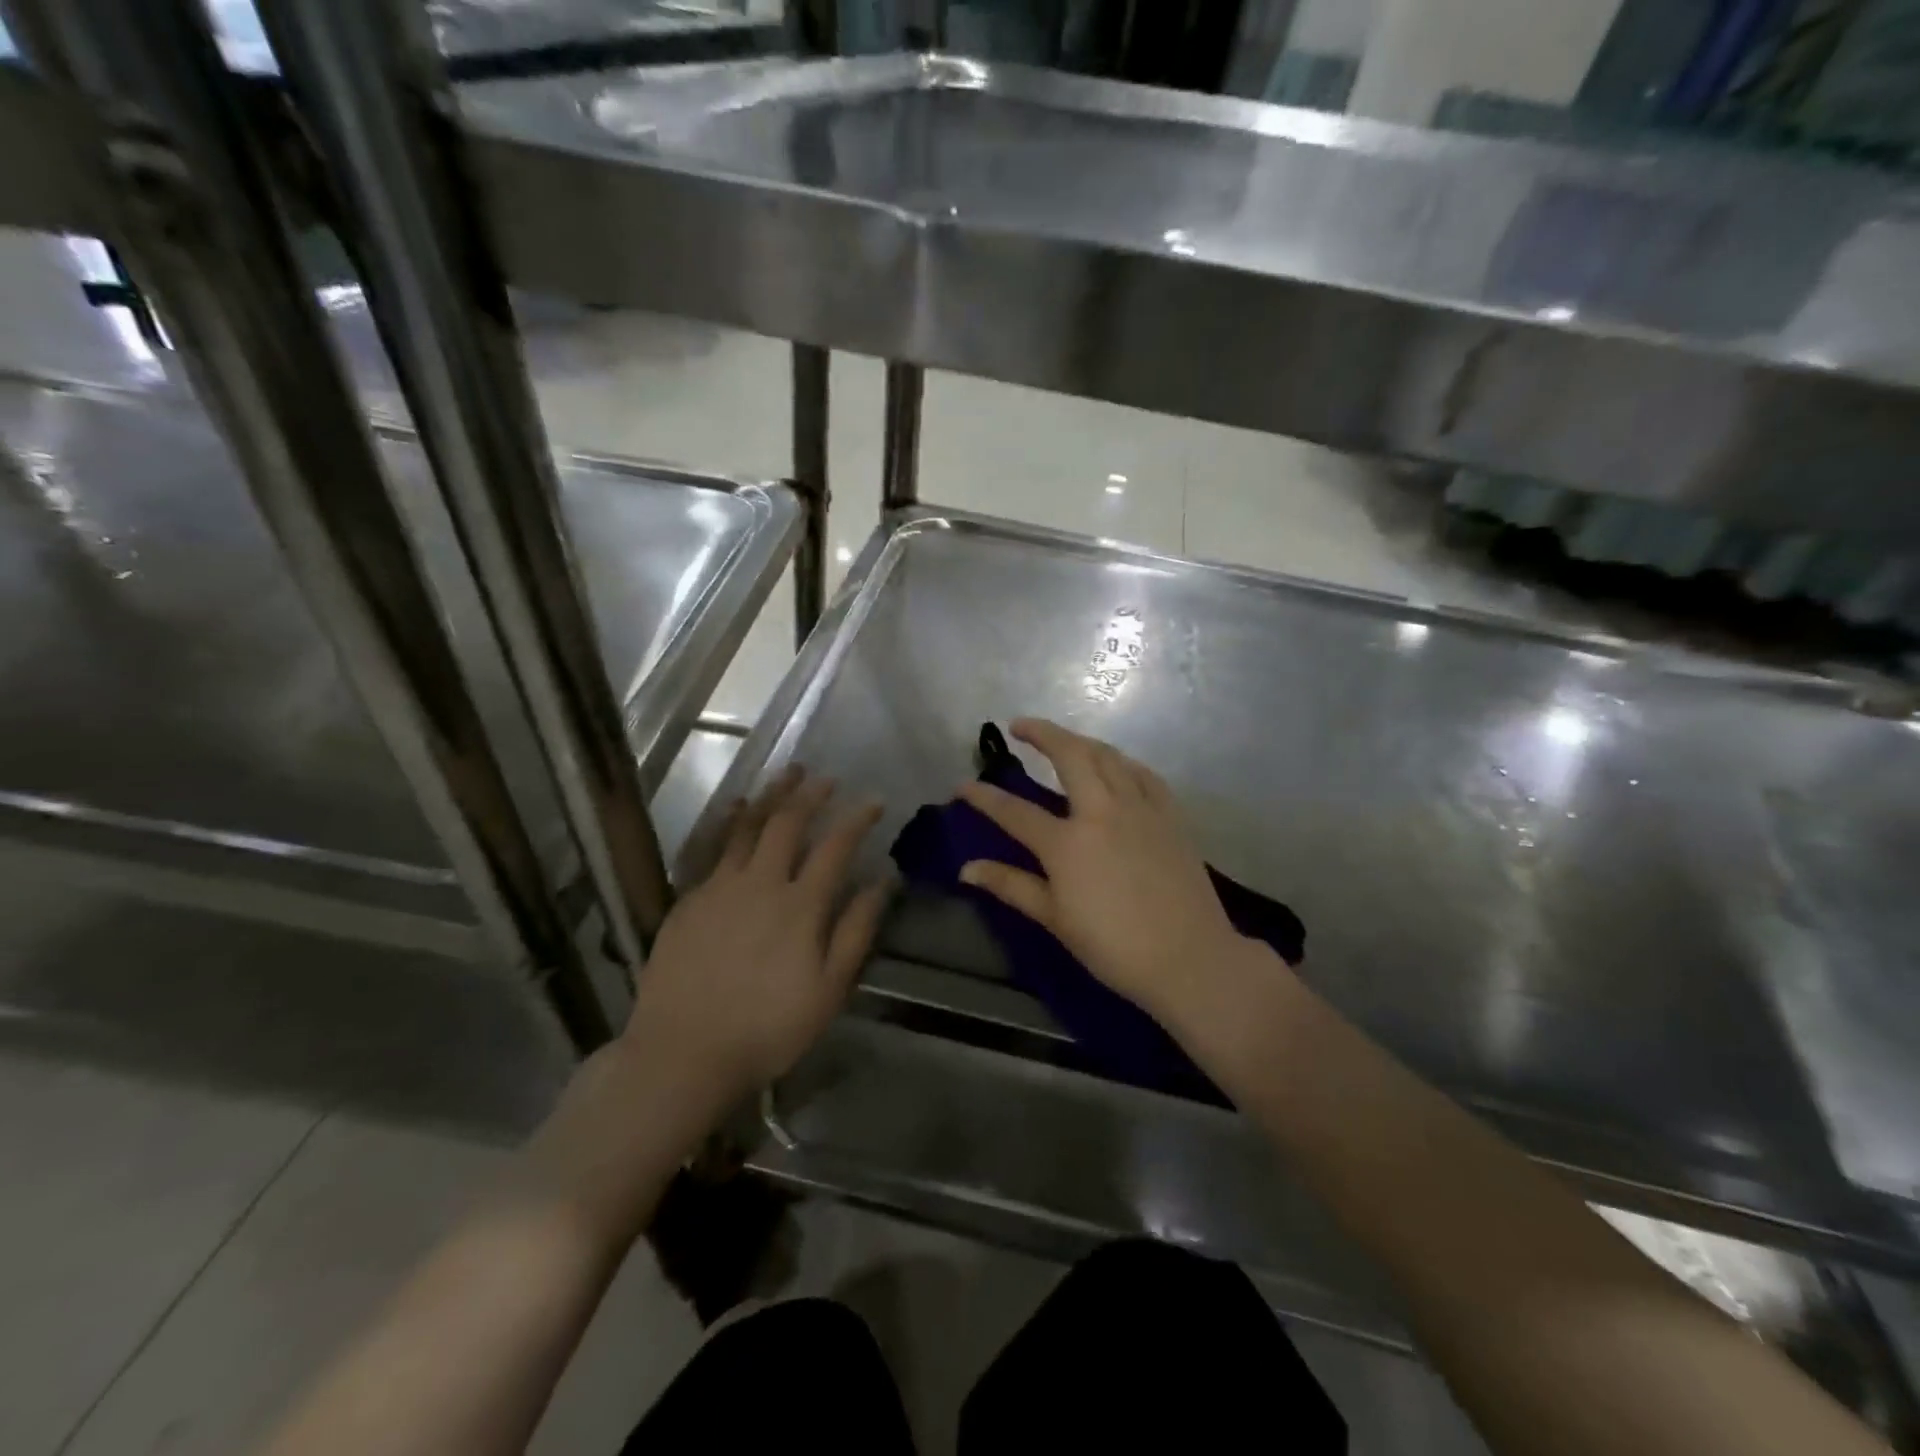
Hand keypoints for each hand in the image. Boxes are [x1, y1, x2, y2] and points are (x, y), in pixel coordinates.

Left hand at [623, 766, 889, 1098]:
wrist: (682, 1052)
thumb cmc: (767, 1028)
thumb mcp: (828, 990)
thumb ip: (856, 931)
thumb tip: (882, 882)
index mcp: (800, 906)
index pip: (835, 847)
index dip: (857, 819)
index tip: (873, 801)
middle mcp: (760, 883)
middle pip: (787, 823)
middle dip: (811, 794)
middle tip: (826, 778)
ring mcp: (719, 887)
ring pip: (747, 825)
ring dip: (771, 795)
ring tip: (787, 773)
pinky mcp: (689, 898)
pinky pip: (714, 846)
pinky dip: (730, 821)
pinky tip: (736, 809)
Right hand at [958, 719, 1263, 1028]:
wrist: (1189, 958)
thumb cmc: (1113, 946)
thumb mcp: (1055, 918)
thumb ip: (1011, 885)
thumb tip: (967, 869)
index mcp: (1067, 842)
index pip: (1015, 811)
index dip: (984, 797)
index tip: (963, 785)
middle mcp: (1102, 812)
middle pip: (1069, 756)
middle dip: (1041, 733)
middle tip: (1019, 726)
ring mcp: (1140, 808)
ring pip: (1108, 756)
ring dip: (1081, 741)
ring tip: (1063, 740)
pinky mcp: (1170, 815)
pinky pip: (1144, 774)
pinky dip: (1123, 762)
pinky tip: (1116, 765)